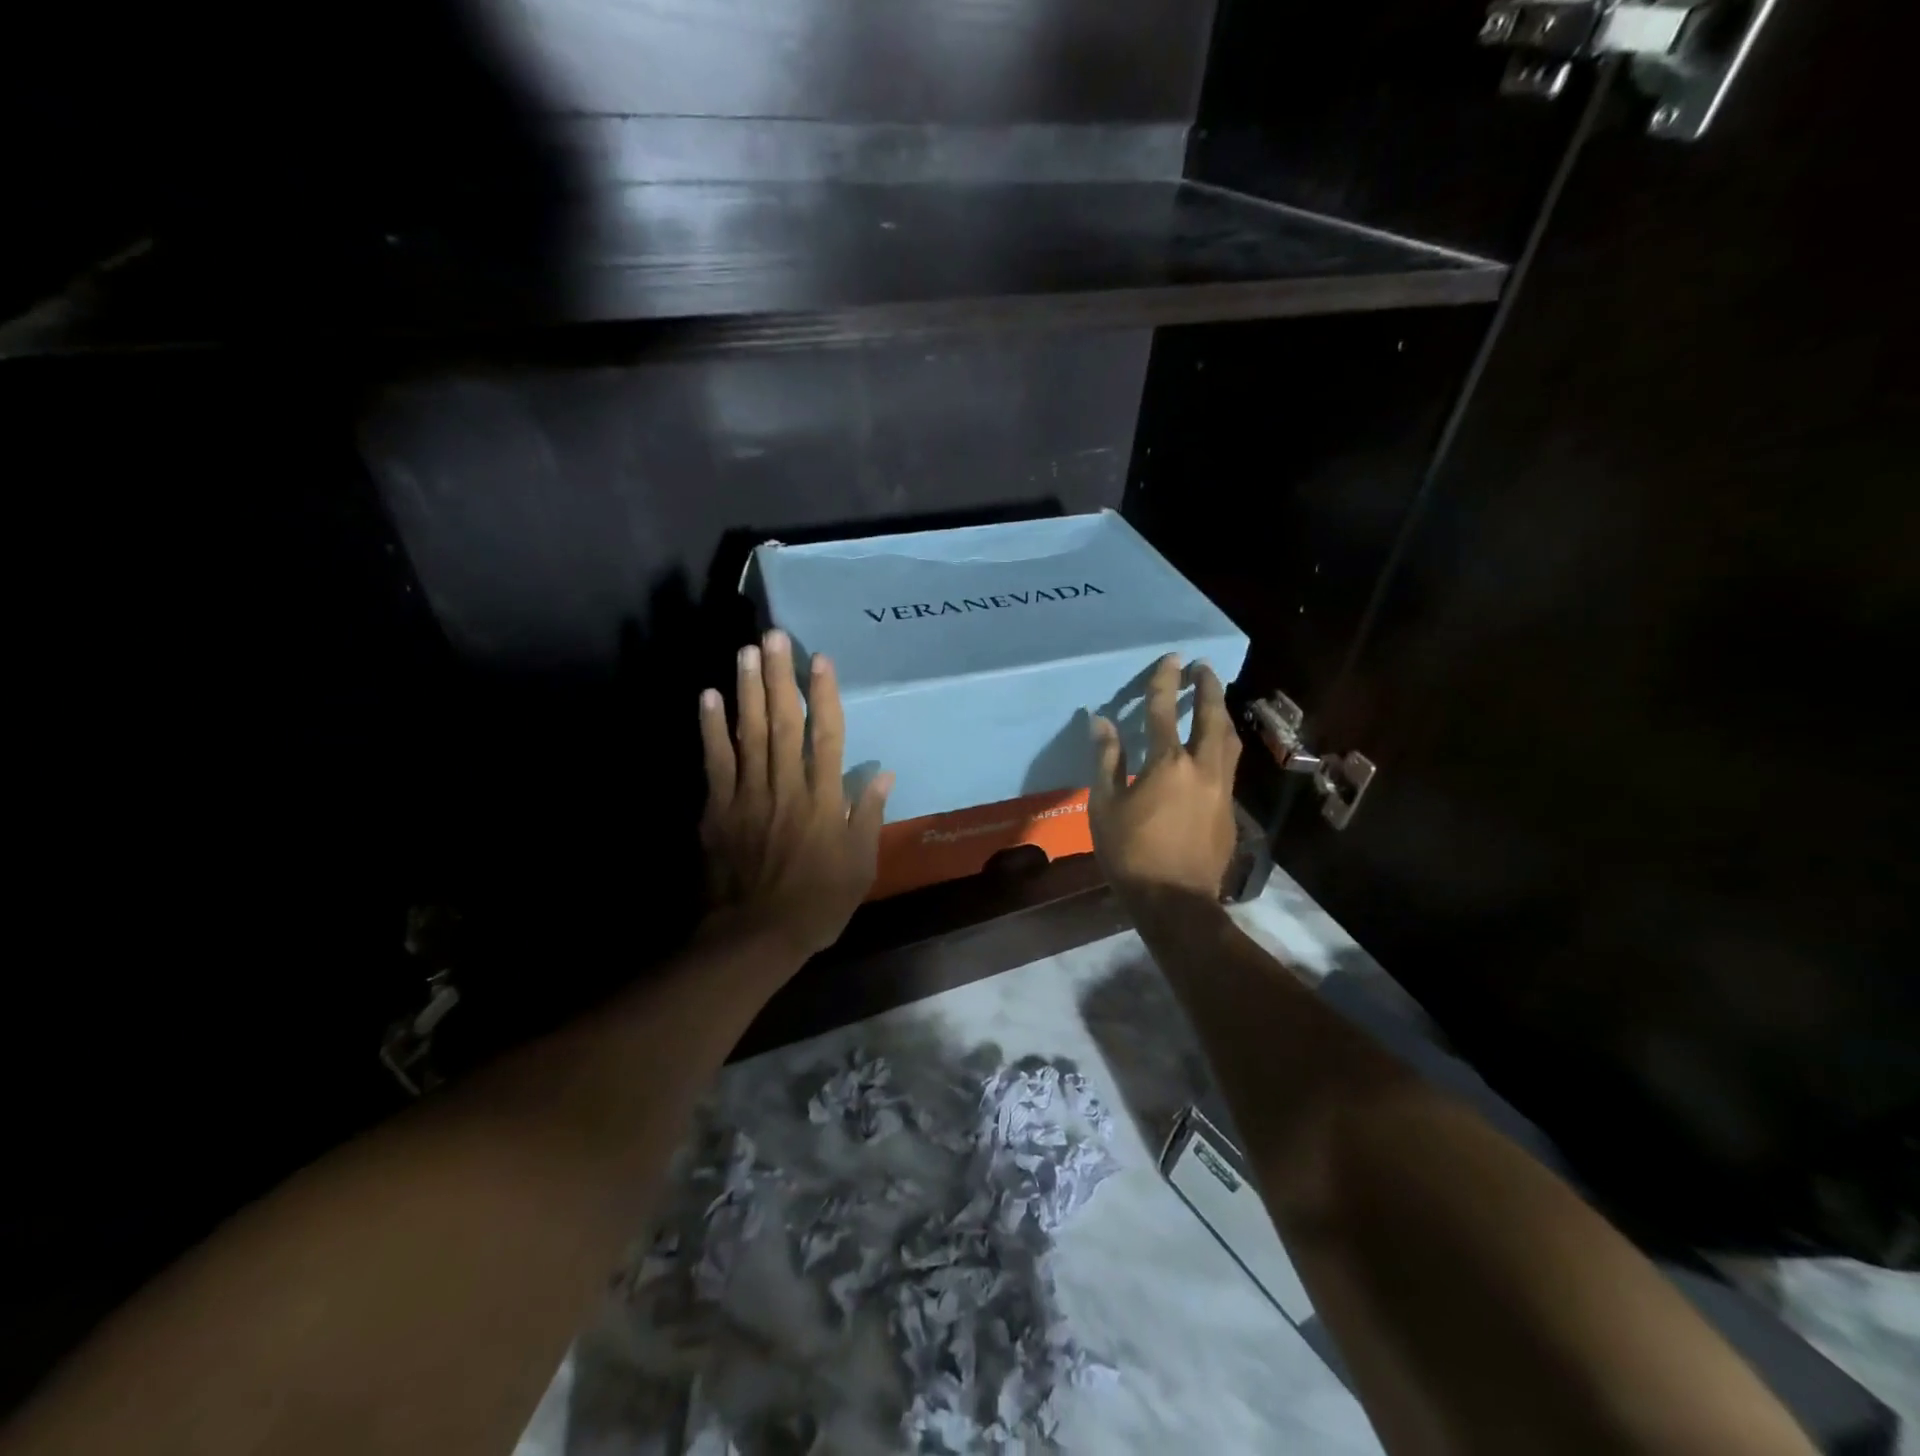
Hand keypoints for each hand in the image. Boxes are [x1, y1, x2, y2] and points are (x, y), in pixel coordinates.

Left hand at [698, 628, 893, 961]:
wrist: (755, 936)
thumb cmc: (818, 903)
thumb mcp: (860, 866)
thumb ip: (868, 817)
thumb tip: (884, 774)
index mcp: (823, 802)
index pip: (827, 737)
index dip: (825, 696)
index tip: (821, 660)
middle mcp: (786, 788)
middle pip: (783, 724)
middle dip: (780, 677)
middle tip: (775, 636)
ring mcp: (748, 796)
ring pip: (749, 734)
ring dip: (748, 690)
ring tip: (747, 652)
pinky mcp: (718, 809)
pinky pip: (715, 762)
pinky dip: (711, 729)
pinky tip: (709, 696)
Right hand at [1088, 655, 1240, 902]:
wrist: (1174, 899)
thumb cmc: (1130, 852)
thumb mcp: (1105, 805)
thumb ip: (1107, 760)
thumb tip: (1101, 722)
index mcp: (1168, 764)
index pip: (1164, 711)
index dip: (1166, 681)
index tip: (1172, 658)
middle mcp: (1202, 768)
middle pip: (1211, 718)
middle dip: (1208, 689)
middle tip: (1204, 668)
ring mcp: (1221, 789)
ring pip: (1228, 741)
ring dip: (1222, 715)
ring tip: (1216, 700)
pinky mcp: (1229, 810)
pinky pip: (1229, 765)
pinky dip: (1222, 745)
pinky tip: (1215, 749)